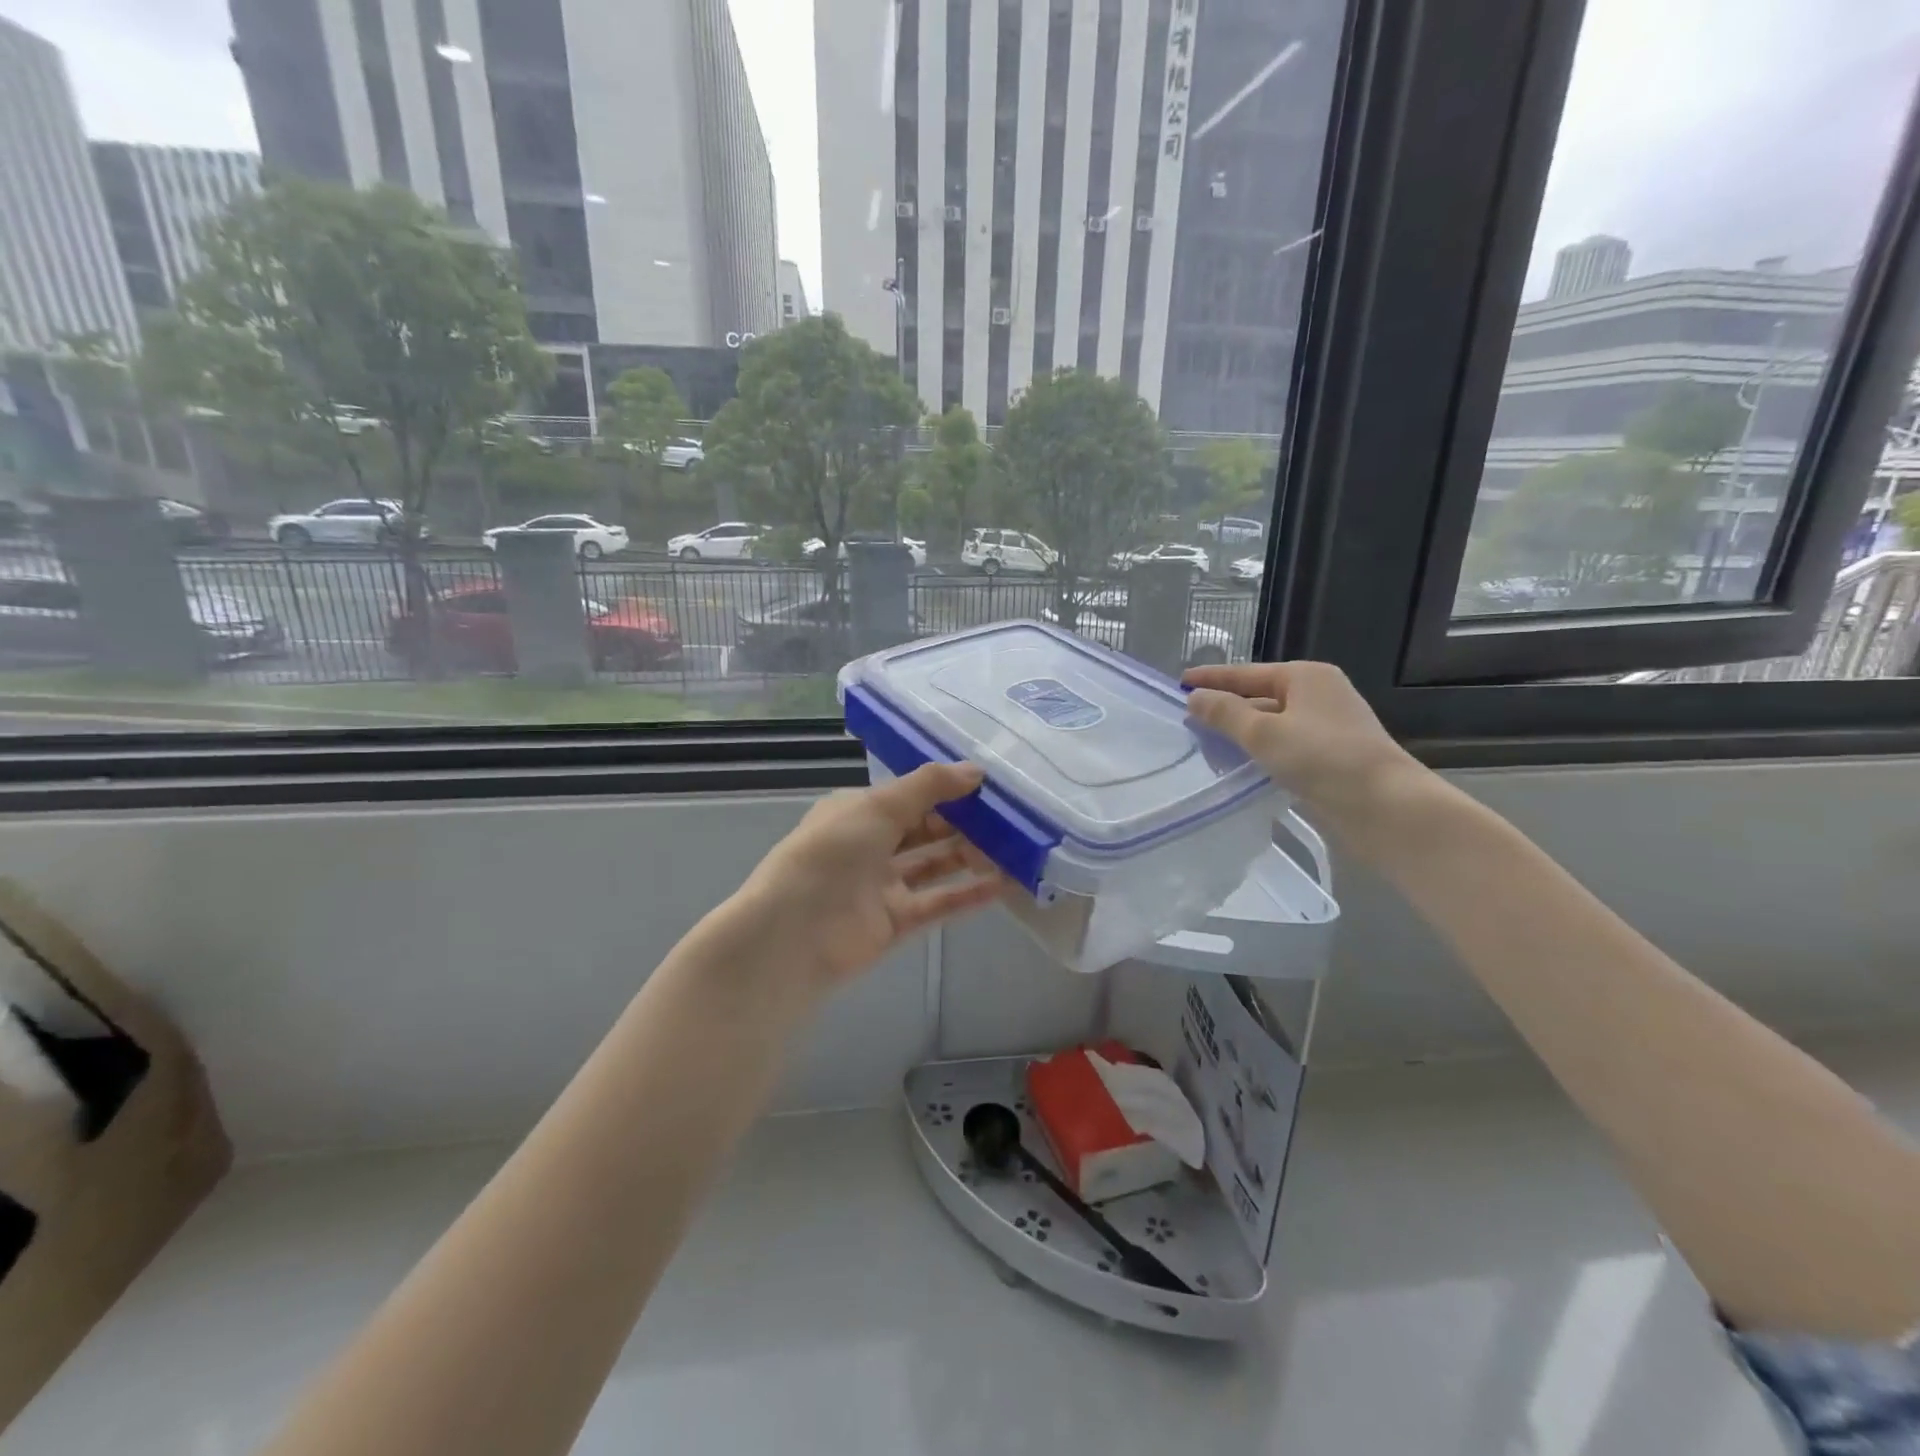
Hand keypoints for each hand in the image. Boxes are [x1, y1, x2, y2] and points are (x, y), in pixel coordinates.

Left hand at [726, 763, 1005, 995]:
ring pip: (934, 866)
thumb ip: (930, 786)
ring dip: (970, 857)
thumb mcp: (879, 805)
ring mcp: (882, 886)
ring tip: (1013, 848)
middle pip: (925, 830)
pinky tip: (1002, 884)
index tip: (988, 787)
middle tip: (1008, 818)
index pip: (909, 796)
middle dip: (963, 823)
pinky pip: (938, 903)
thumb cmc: (833, 853)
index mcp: (857, 812)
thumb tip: (976, 770)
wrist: (794, 933)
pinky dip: (968, 894)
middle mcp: (870, 845)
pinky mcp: (895, 922)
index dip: (946, 790)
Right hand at [1182, 661, 1428, 846]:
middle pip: (1260, 695)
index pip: (1246, 672)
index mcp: (1306, 676)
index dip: (1211, 678)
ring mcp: (1329, 725)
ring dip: (1242, 731)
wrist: (1385, 806)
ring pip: (1273, 721)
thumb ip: (1224, 713)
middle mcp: (1320, 694)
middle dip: (1226, 706)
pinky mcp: (1333, 755)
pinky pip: (1285, 744)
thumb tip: (1194, 698)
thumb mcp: (1263, 733)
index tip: (1179, 682)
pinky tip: (1242, 764)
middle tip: (1189, 717)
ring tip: (1207, 742)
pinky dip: (1261, 750)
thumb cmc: (1322, 758)